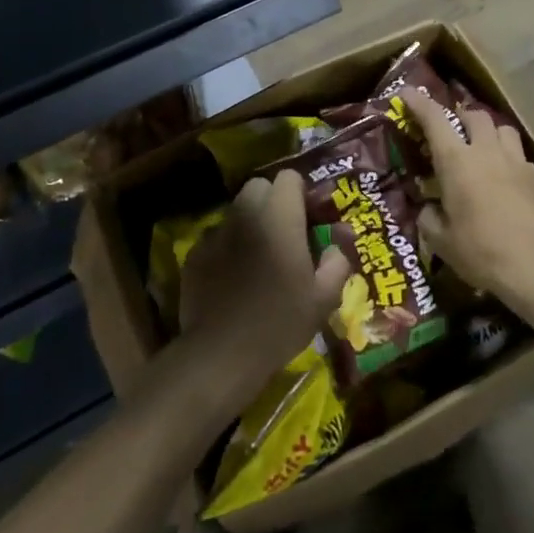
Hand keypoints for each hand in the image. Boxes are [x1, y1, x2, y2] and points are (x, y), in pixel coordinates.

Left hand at [178, 172, 350, 393]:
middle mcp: (245, 213)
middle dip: (273, 202)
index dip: (302, 193)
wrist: (221, 354)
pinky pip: (216, 238)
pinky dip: (227, 247)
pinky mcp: (194, 255)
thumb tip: (340, 241)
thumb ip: (337, 261)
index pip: (289, 177)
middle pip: (259, 187)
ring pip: (236, 211)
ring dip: (250, 223)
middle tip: (286, 234)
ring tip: (259, 257)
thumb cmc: (280, 321)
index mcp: (279, 215)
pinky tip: (233, 277)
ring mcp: (215, 232)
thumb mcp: (323, 297)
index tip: (310, 219)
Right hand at [403, 90, 533, 320]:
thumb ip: (430, 219)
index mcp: (457, 161)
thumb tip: (428, 210)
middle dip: (460, 117)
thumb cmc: (482, 252)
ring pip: (502, 128)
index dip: (419, 103)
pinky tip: (505, 177)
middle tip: (451, 131)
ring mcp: (516, 162)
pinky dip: (508, 158)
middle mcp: (487, 152)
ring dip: (489, 131)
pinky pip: (519, 155)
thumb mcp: (443, 242)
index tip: (407, 93)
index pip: (435, 120)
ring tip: (481, 147)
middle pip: (475, 115)